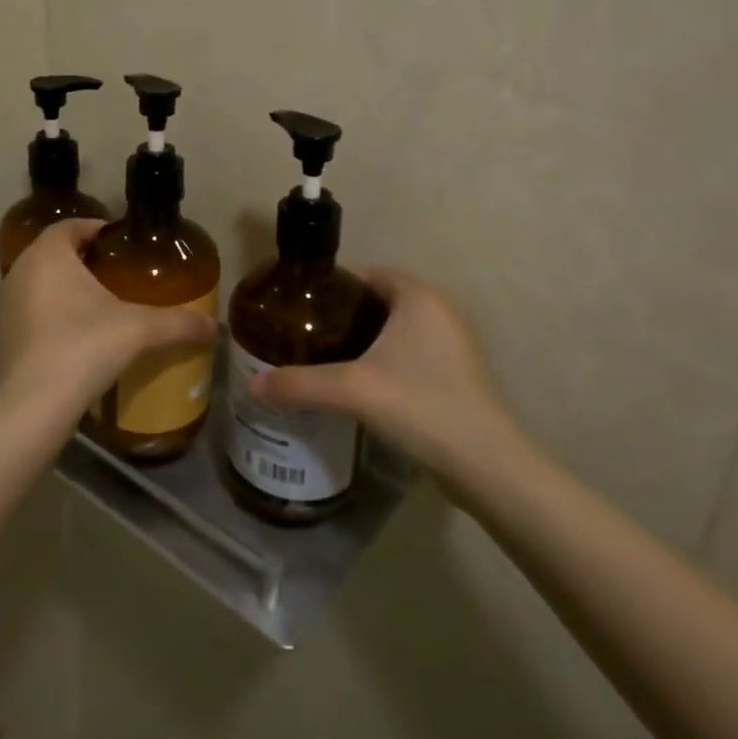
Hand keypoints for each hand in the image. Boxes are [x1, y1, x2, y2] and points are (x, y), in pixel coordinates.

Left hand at [0, 219, 217, 432]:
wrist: (31, 407)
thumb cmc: (83, 348)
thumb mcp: (139, 330)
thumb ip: (178, 323)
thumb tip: (214, 327)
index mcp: (47, 255)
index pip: (70, 226)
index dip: (96, 229)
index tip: (120, 242)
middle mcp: (18, 272)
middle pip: (53, 254)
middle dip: (82, 260)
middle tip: (115, 274)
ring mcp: (4, 307)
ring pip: (38, 285)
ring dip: (63, 290)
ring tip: (97, 307)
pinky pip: (29, 315)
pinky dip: (49, 318)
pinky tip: (74, 340)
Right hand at [248, 269, 525, 484]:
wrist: (484, 463)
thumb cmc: (419, 405)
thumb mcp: (351, 390)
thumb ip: (299, 384)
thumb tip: (253, 385)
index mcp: (419, 296)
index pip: (368, 275)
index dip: (334, 289)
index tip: (303, 309)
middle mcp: (441, 309)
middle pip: (381, 301)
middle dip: (346, 316)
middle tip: (310, 336)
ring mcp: (455, 341)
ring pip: (399, 327)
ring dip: (368, 339)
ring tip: (330, 359)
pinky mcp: (460, 371)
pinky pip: (414, 350)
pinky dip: (389, 358)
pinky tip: (365, 383)